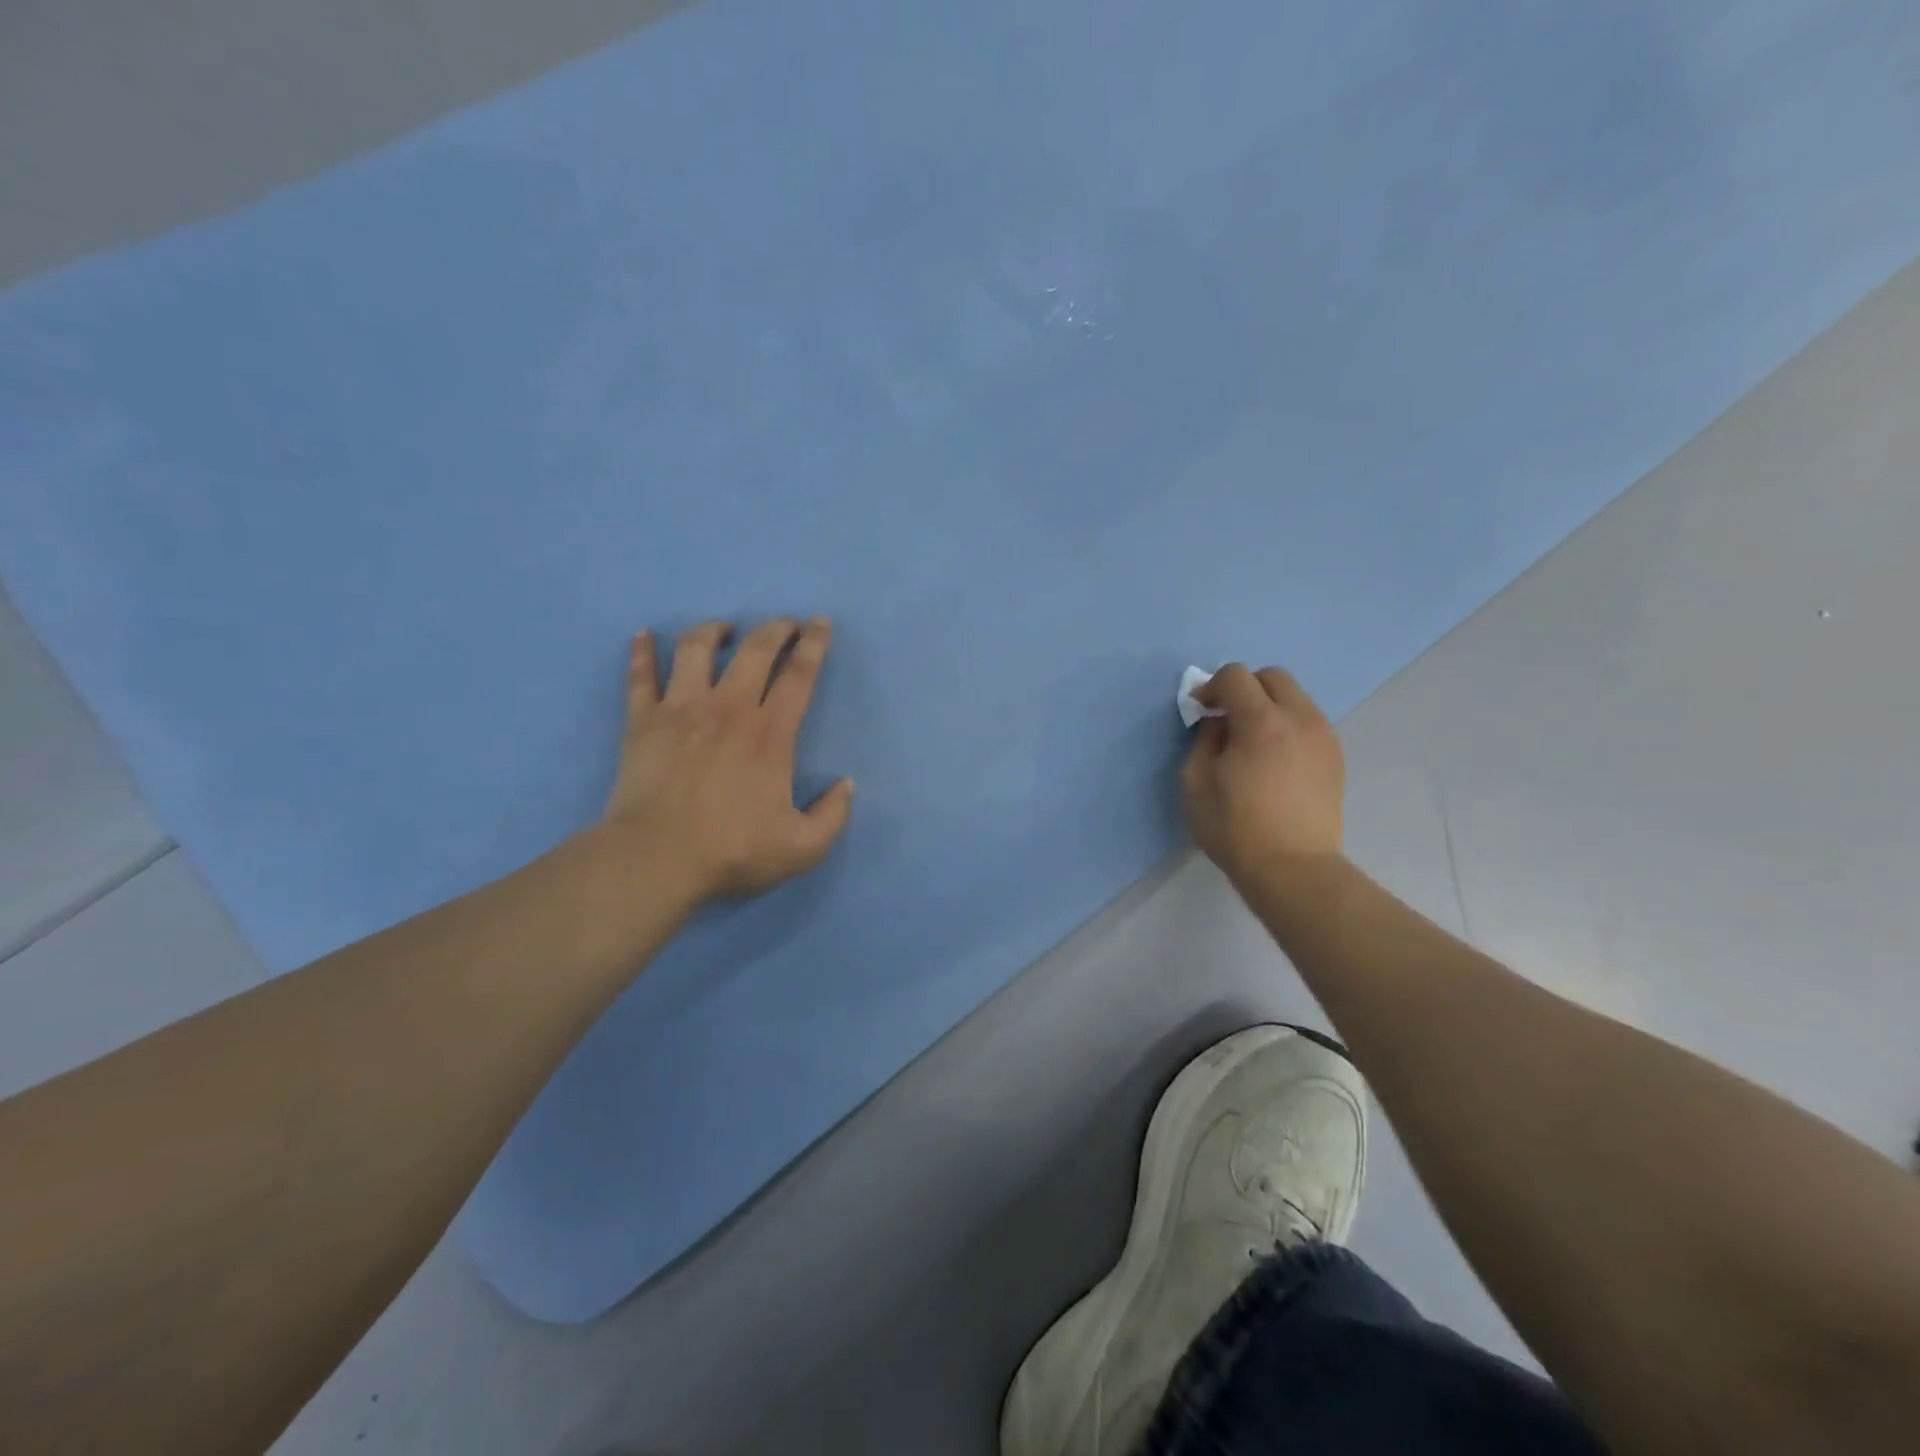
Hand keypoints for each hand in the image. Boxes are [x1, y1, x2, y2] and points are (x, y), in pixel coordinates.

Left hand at [599, 617, 854, 904]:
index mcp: (770, 734)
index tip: (820, 623)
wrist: (655, 859)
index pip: (799, 676)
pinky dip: (641, 652)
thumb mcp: (803, 847)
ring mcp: (681, 709)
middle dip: (775, 629)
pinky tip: (643, 635)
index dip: (814, 645)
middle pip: (755, 650)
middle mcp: (728, 708)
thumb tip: (847, 785)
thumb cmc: (732, 851)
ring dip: (713, 630)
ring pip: (696, 649)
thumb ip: (834, 815)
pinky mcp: (643, 720)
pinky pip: (640, 676)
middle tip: (785, 624)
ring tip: (723, 628)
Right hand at [1181, 663, 1344, 887]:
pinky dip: (1287, 725)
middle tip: (1226, 718)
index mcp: (1261, 721)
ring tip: (1252, 741)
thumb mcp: (1196, 782)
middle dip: (1244, 688)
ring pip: (1295, 697)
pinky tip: (1274, 759)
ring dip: (1268, 706)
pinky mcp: (1335, 756)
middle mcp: (1299, 718)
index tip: (1200, 711)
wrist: (1293, 869)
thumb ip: (1204, 739)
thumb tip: (1219, 723)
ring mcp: (1324, 736)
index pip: (1235, 675)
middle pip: (1272, 676)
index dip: (1212, 687)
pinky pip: (1308, 722)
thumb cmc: (1234, 827)